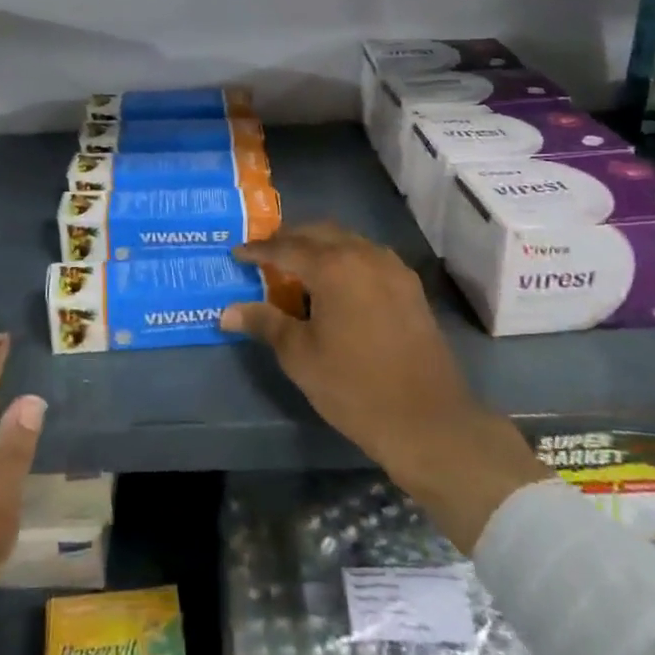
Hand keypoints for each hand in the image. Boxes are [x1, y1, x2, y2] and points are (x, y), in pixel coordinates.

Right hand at [224, 224, 547, 550]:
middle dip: (289, 240)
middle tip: (264, 256)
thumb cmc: (354, 387)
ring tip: (296, 268)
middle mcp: (364, 255)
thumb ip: (264, 323)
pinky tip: (336, 285)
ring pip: (346, 241)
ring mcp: (392, 269)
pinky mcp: (410, 287)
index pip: (285, 247)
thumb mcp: (300, 356)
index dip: (258, 250)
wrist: (428, 421)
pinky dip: (344, 259)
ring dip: (319, 247)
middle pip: (318, 233)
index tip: (236, 253)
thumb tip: (226, 311)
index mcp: (334, 266)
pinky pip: (368, 257)